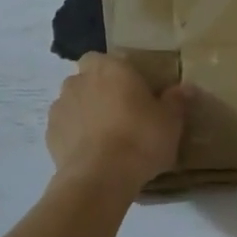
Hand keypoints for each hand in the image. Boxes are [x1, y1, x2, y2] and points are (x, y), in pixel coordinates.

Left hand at [47, 54, 186, 192]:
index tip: (131, 92)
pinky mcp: (49, 134)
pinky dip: (74, 136)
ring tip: (104, 138)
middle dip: (98, 92)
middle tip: (120, 115)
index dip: (117, 74)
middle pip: (87, 80)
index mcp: (109, 68)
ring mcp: (60, 107)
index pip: (106, 59)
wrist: (100, 177)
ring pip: (73, 103)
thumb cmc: (140, 139)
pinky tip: (90, 154)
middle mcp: (79, 80)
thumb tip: (186, 88)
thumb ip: (176, 101)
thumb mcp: (170, 122)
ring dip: (84, 114)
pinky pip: (65, 129)